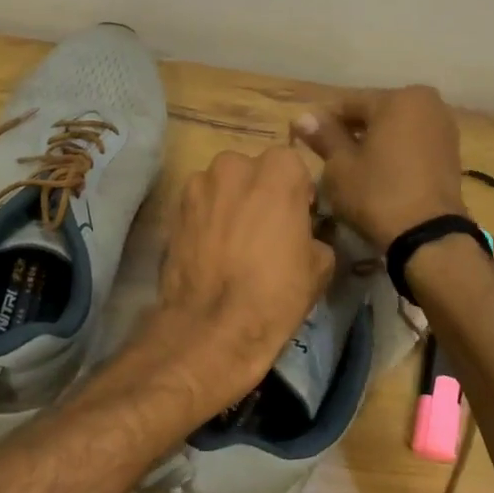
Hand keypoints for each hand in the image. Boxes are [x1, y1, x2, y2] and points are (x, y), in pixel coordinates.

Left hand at [148, 147, 335, 413]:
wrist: (212, 327)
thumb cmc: (276, 292)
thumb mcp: (320, 265)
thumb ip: (315, 234)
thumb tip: (305, 235)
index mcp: (278, 169)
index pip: (293, 167)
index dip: (297, 194)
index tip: (298, 221)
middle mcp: (234, 165)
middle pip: (253, 172)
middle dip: (260, 194)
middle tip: (266, 231)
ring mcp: (198, 185)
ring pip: (223, 187)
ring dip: (230, 204)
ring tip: (235, 243)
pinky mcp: (173, 210)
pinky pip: (199, 207)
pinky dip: (206, 221)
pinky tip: (212, 251)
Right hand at [292, 87, 467, 251]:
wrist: (428, 235)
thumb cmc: (377, 194)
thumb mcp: (340, 166)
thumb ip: (324, 136)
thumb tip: (302, 116)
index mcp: (398, 98)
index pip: (349, 103)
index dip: (323, 122)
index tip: (305, 139)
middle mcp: (427, 103)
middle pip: (375, 112)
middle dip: (351, 130)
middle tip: (327, 156)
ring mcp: (444, 127)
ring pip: (395, 128)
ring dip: (373, 141)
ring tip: (351, 167)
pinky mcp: (451, 152)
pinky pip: (412, 142)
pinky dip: (394, 151)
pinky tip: (378, 172)